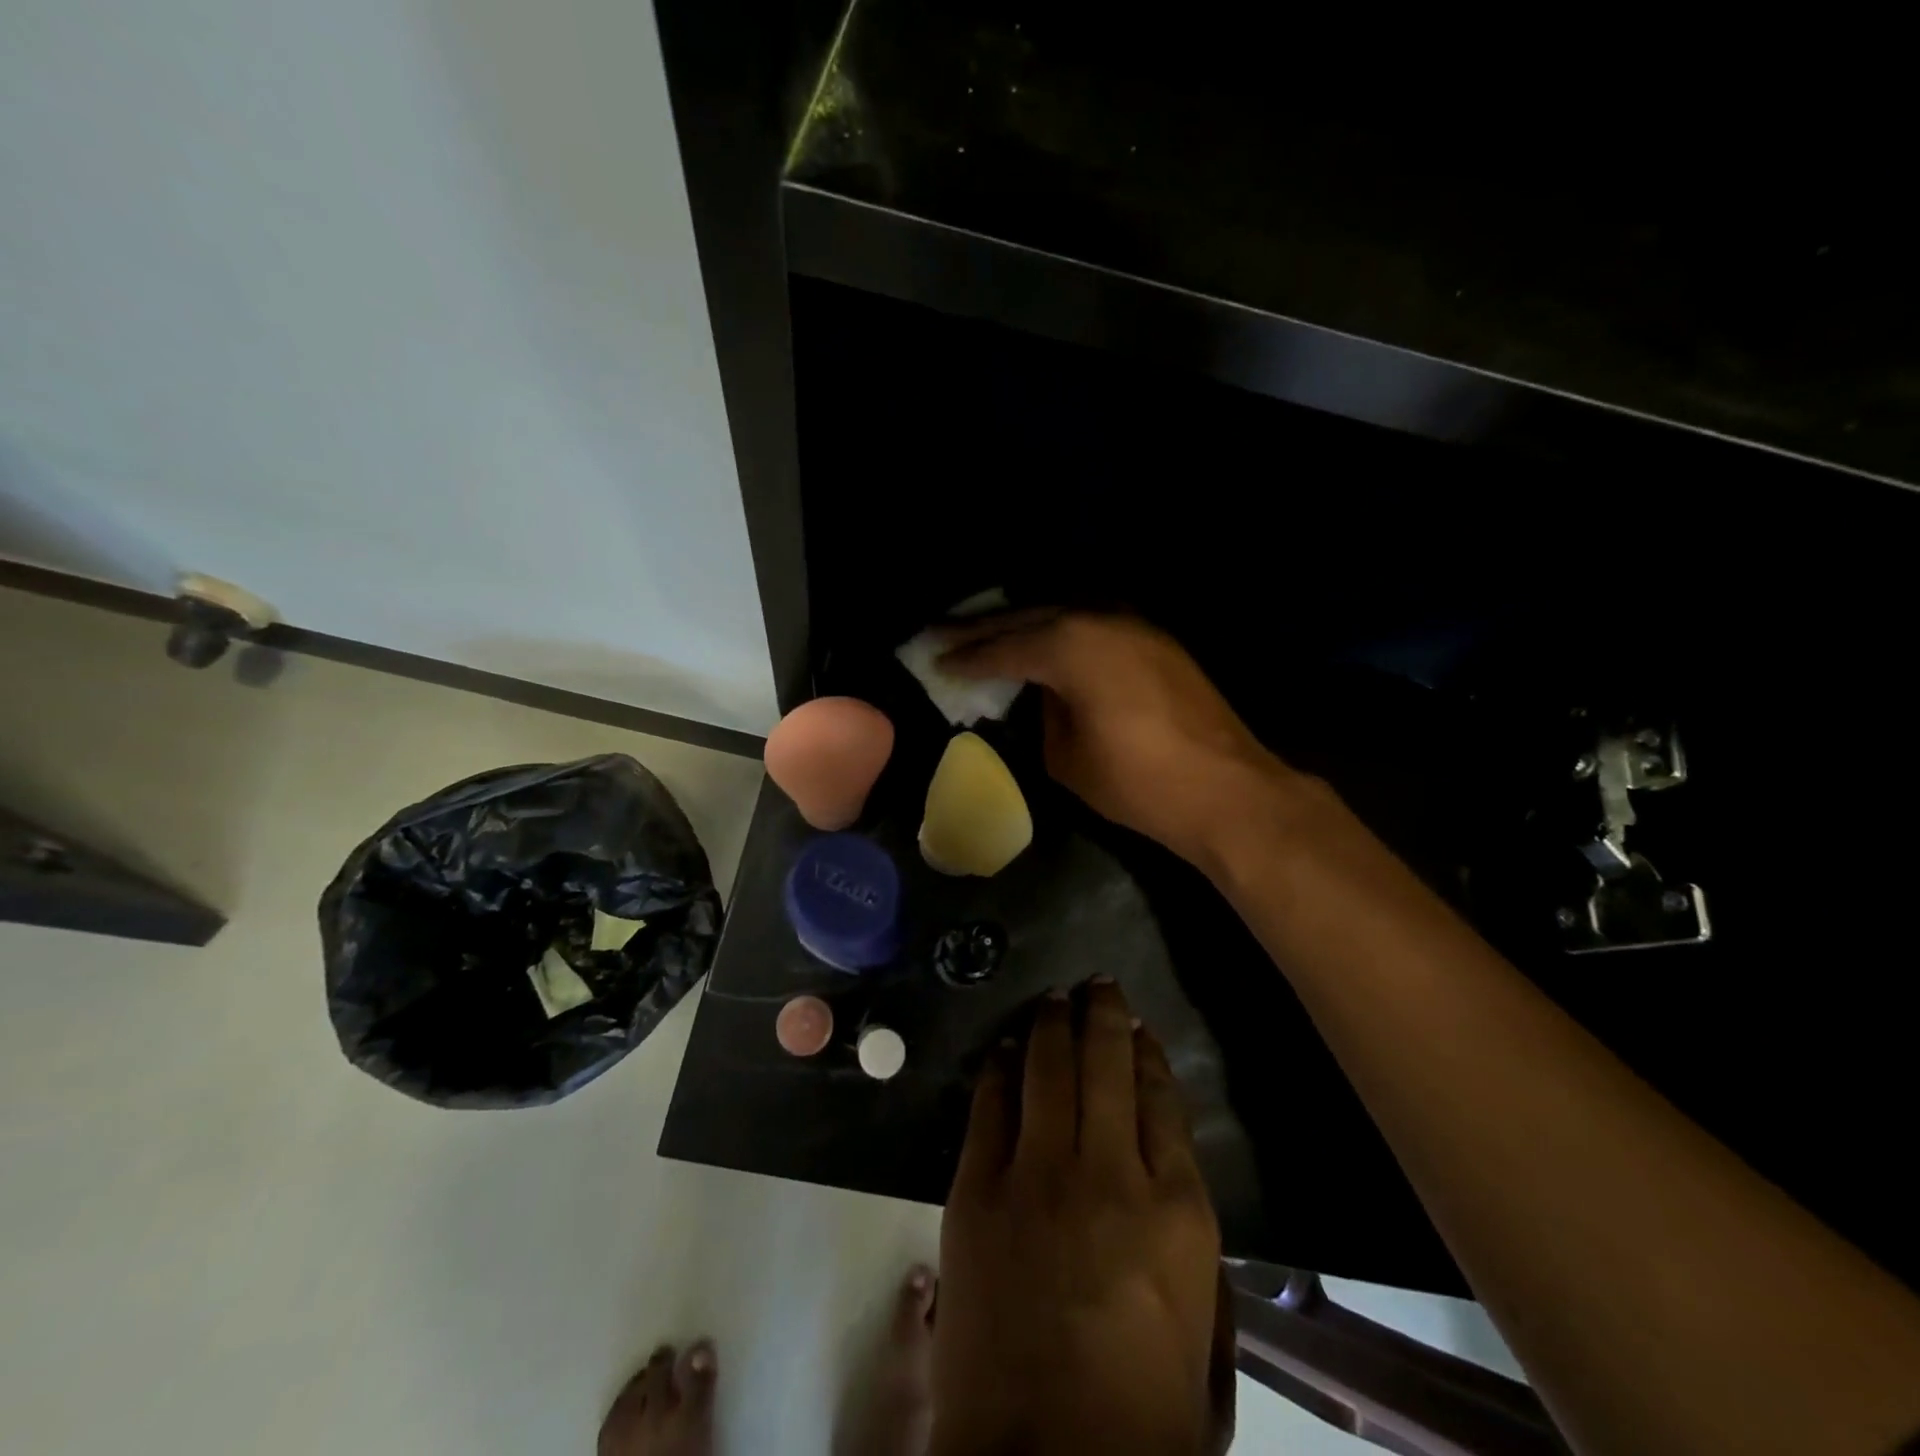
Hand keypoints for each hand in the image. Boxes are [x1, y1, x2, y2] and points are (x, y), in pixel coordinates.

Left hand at [931, 980, 1223, 1454]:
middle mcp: (1109, 1173)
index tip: (1140, 1030)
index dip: (1150, 1057)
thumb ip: (1190, 1247)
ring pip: (1047, 1068)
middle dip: (1102, 1014)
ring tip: (1054, 999)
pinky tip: (1003, 1047)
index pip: (1163, 1101)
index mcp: (1178, 1212)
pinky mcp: (977, 1188)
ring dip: (1051, 1023)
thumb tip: (1164, 1173)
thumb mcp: (1203, 1335)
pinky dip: (998, 1067)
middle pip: (1106, 1064)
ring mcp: (1036, 1174)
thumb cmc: (1141, 1417)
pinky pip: (990, 1104)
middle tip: (1096, 984)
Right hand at [941, 612, 1287, 866]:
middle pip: (1030, 618)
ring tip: (988, 634)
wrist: (1225, 789)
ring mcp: (1134, 625)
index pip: (1005, 648)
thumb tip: (1039, 696)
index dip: (967, 657)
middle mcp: (1100, 619)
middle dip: (985, 629)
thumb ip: (1042, 716)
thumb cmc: (1136, 781)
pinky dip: (1062, 633)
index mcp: (1071, 646)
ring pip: (1064, 614)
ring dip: (1025, 624)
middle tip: (944, 634)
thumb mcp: (1065, 757)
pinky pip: (1093, 625)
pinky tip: (1045, 643)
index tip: (936, 661)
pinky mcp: (1156, 640)